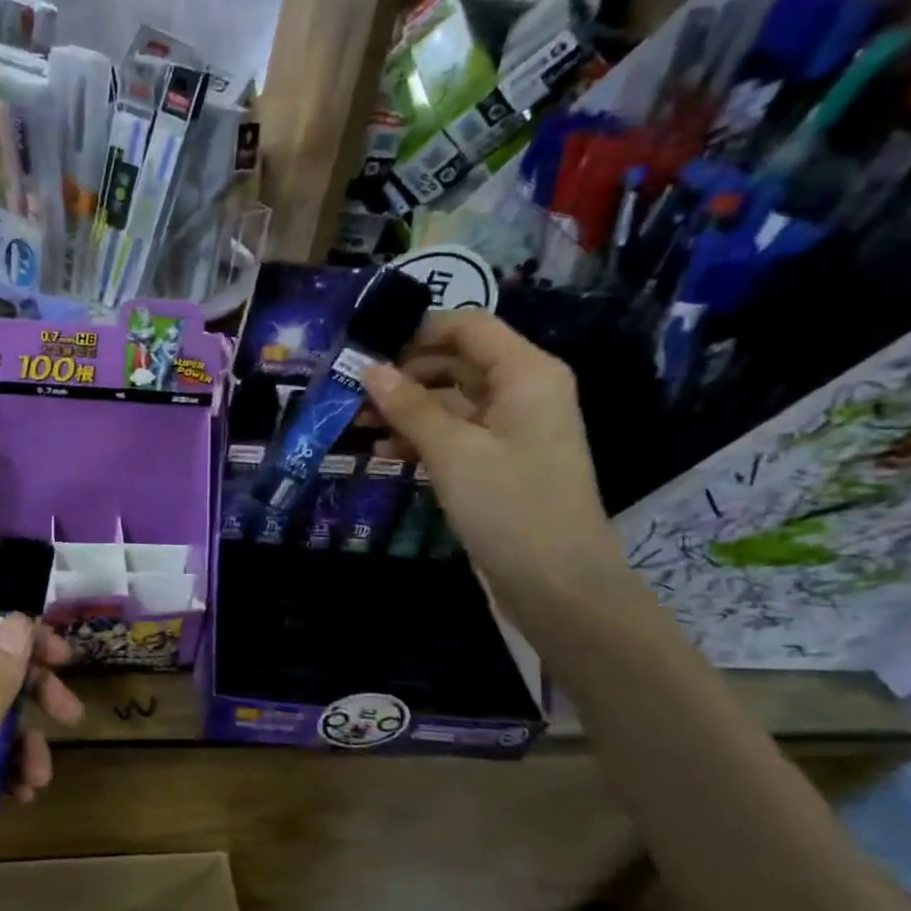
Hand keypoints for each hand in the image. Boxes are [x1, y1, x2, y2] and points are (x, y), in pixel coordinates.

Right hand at [362, 309, 627, 623]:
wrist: (558, 584)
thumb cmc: (509, 506)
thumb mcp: (453, 452)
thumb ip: (410, 407)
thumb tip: (370, 369)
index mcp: (526, 373)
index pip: (468, 326)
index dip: (417, 330)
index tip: (366, 348)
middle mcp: (523, 391)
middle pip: (457, 362)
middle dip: (405, 374)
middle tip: (352, 392)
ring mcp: (513, 429)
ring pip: (452, 402)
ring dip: (407, 409)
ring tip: (357, 424)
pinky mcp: (500, 463)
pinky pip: (457, 435)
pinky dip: (423, 438)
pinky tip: (384, 454)